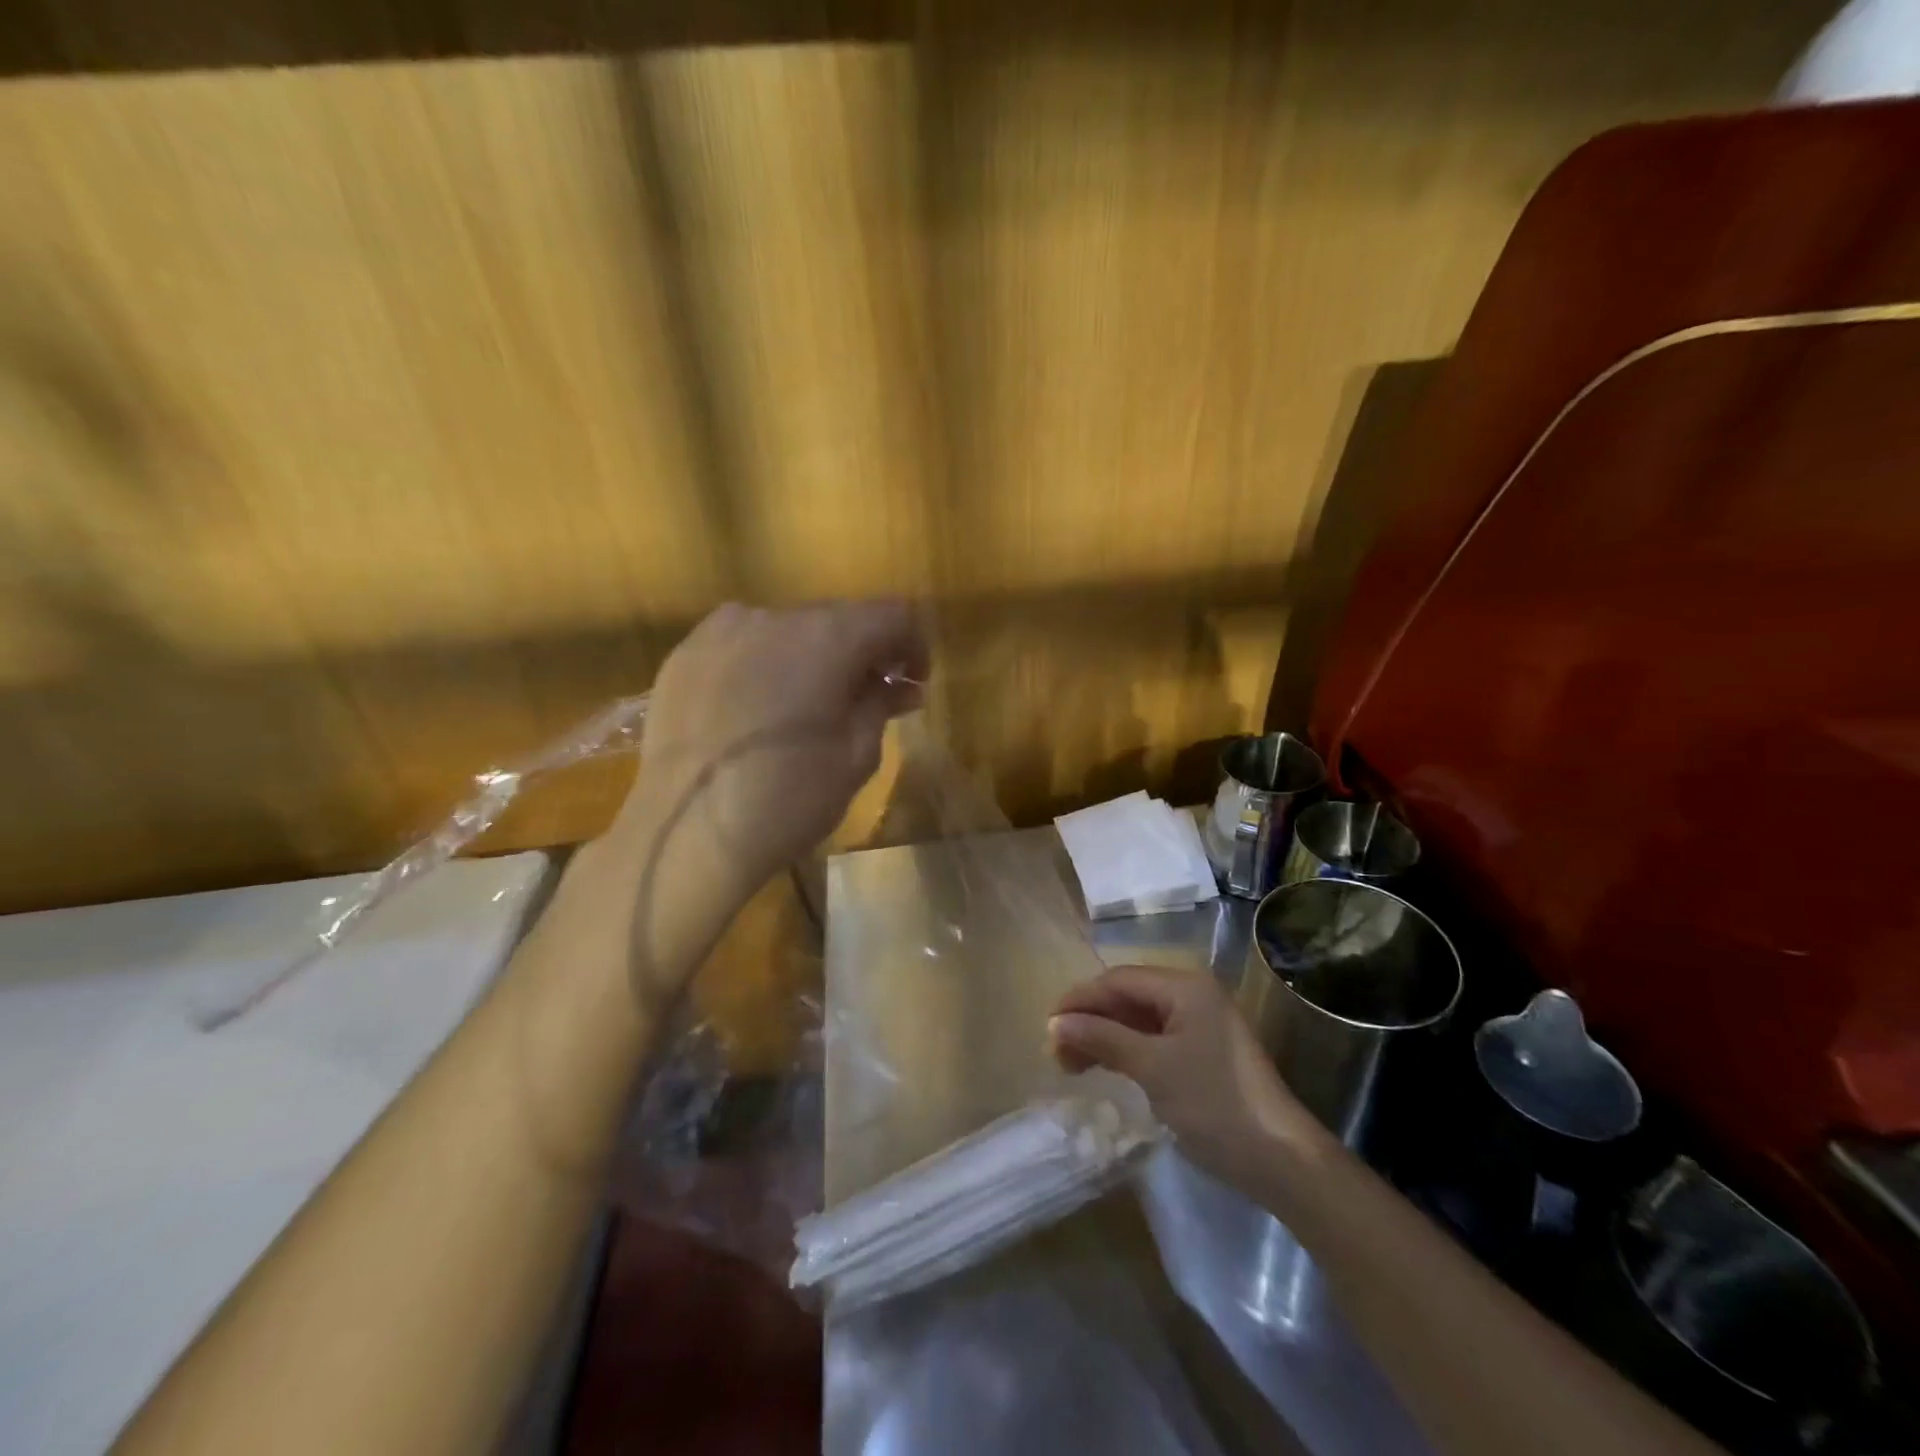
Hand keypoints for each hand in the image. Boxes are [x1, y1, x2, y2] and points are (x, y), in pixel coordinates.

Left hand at [615, 600, 927, 899]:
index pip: (892, 615)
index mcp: (828, 637)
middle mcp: (774, 617)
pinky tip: (759, 708)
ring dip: (812, 657)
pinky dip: (765, 664)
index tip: (913, 681)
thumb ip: (881, 705)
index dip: (913, 644)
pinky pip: (742, 645)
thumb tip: (899, 685)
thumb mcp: (856, 756)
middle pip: (838, 618)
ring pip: (787, 630)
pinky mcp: (684, 654)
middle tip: (870, 696)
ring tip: (809, 704)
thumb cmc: (789, 798)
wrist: (686, 833)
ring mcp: (721, 631)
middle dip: (863, 651)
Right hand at [1048, 965, 1330, 1192]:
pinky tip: (1105, 1067)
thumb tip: (1055, 1023)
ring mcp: (1199, 1024)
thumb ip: (1102, 1039)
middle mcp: (1191, 995)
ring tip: (1071, 1065)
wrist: (1281, 1160)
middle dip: (1090, 1020)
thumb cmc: (1214, 1104)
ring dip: (1104, 1037)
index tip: (1047, 1027)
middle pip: (1127, 997)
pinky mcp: (1202, 1052)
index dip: (1080, 1000)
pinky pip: (1153, 1039)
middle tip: (1056, 1053)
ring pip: (1137, 1020)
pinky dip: (1126, 1051)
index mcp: (1184, 986)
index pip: (1118, 980)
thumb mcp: (1153, 1068)